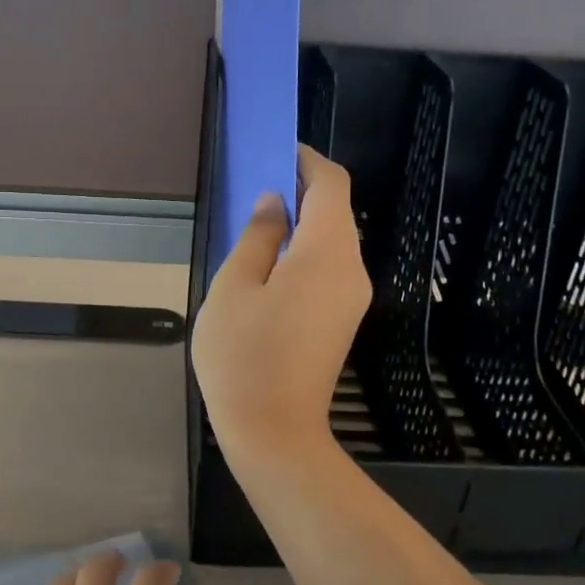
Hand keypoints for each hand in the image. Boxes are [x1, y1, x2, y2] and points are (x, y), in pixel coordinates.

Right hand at [192, 145, 372, 457]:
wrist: (274, 433)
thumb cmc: (243, 356)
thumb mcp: (234, 287)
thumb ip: (257, 236)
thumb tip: (274, 202)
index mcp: (327, 252)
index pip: (331, 184)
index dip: (306, 160)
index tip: (275, 151)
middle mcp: (351, 269)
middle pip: (336, 212)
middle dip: (300, 191)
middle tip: (254, 189)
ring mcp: (351, 298)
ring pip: (332, 241)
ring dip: (301, 224)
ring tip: (255, 228)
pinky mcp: (343, 320)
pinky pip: (329, 269)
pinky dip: (304, 252)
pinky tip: (269, 267)